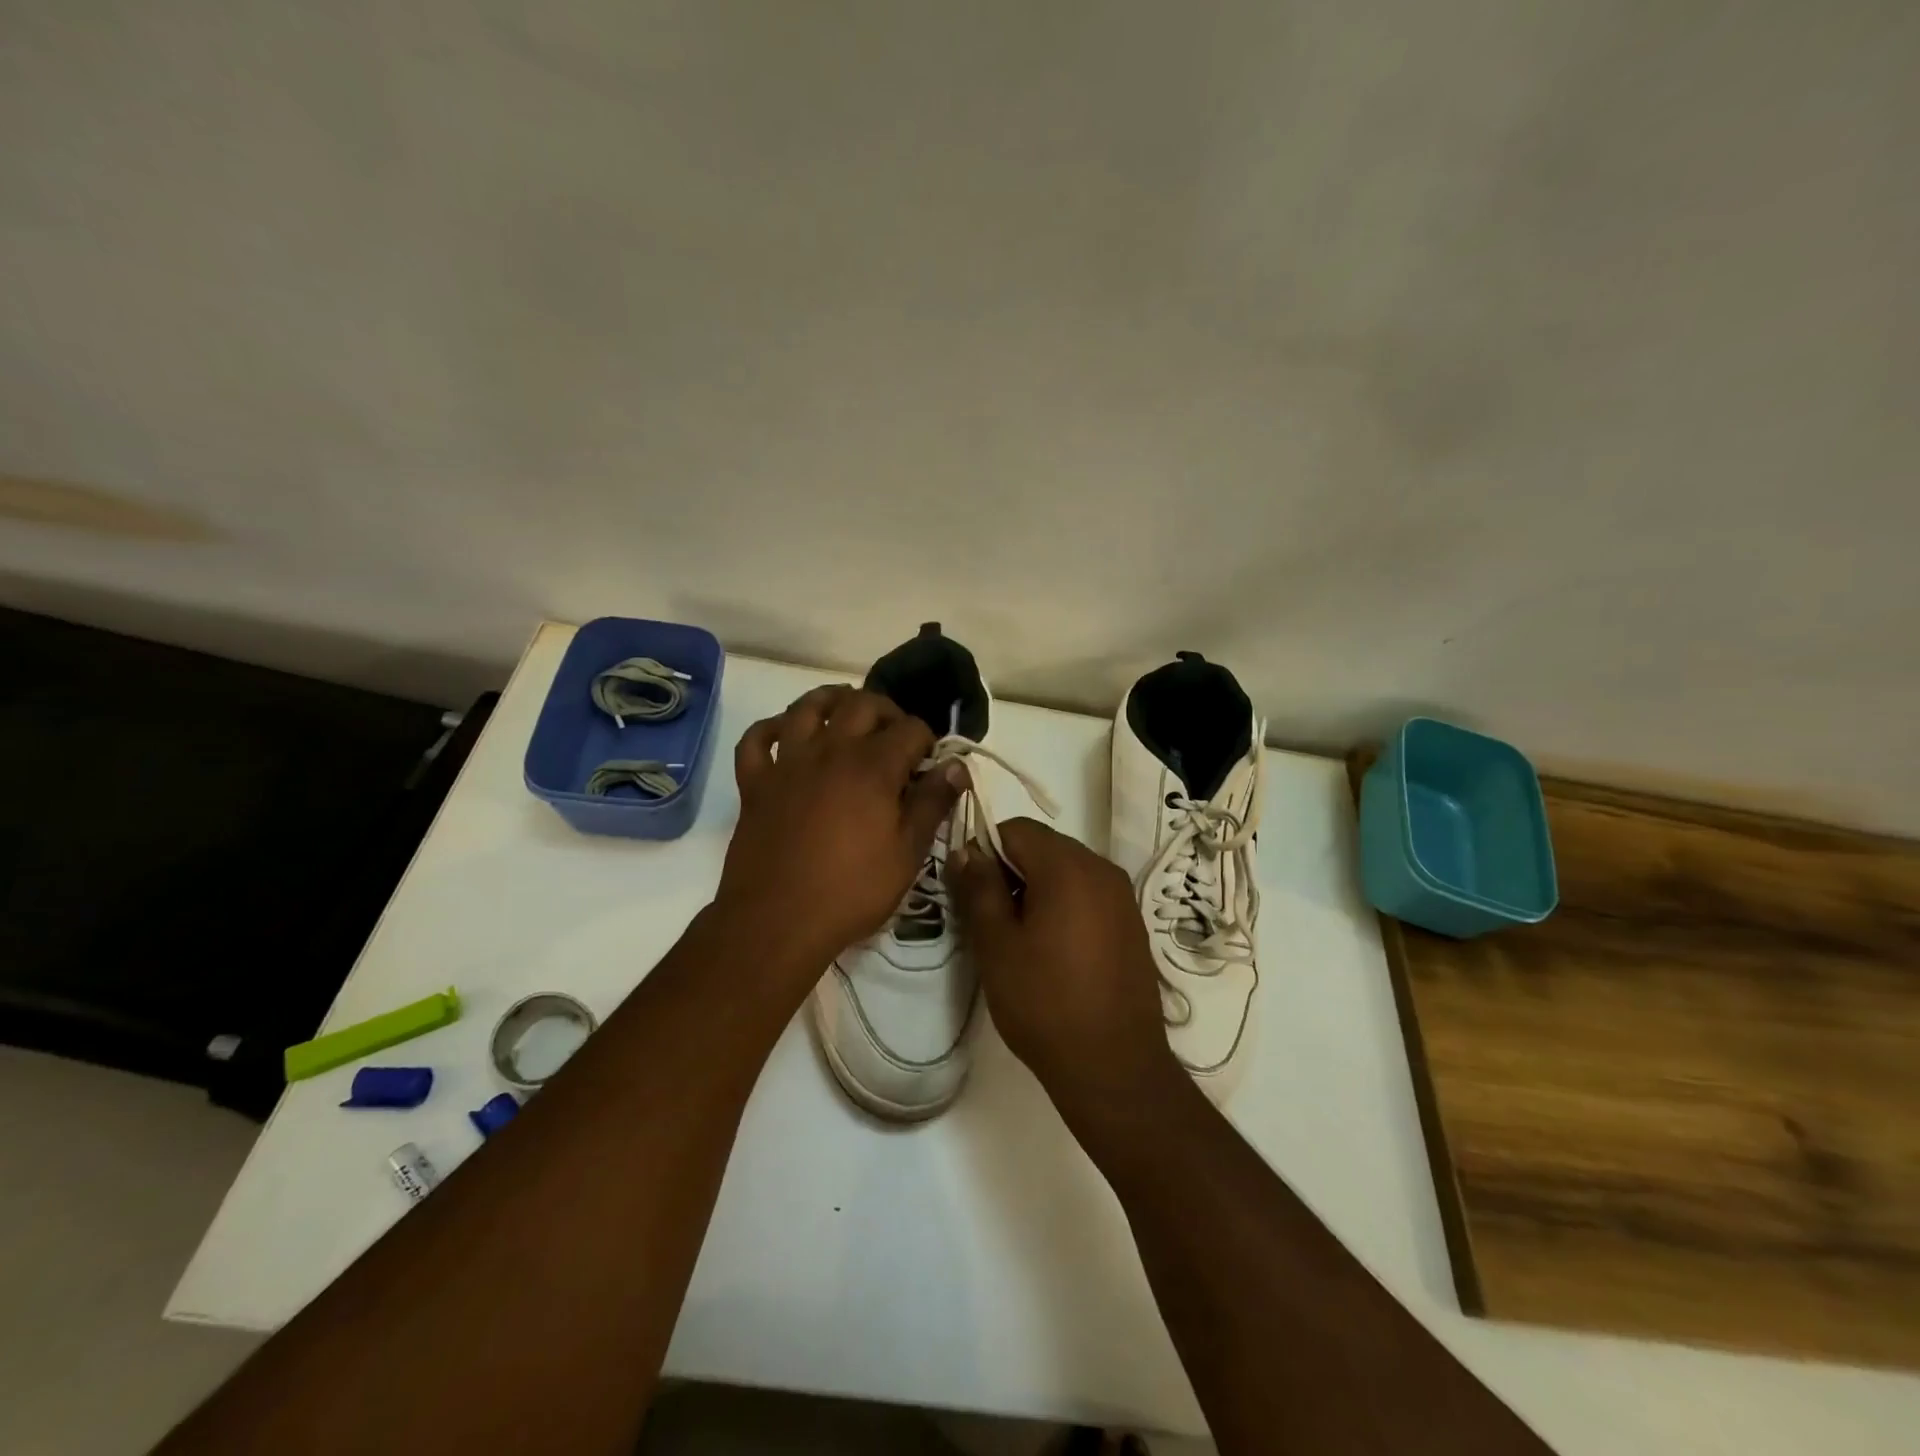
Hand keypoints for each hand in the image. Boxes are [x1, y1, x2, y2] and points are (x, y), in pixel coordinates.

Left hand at [717, 686, 962, 978]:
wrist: (777, 921)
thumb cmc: (852, 891)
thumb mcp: (908, 853)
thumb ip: (933, 803)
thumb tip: (956, 766)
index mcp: (873, 766)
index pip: (910, 728)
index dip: (927, 740)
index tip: (931, 762)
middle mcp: (830, 750)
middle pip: (861, 704)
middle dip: (886, 711)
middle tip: (895, 734)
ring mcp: (788, 763)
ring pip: (807, 707)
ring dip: (831, 700)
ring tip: (846, 713)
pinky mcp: (755, 782)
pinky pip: (757, 739)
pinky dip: (772, 728)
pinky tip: (787, 735)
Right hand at [946, 818, 1180, 1112]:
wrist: (1114, 1067)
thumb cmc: (1044, 1002)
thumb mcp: (996, 944)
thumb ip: (980, 888)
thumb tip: (967, 850)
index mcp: (1068, 867)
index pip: (1017, 829)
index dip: (986, 849)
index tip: (971, 889)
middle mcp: (1102, 869)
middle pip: (1044, 846)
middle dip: (1012, 870)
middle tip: (990, 917)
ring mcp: (1122, 897)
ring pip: (1066, 870)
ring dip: (1037, 888)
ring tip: (1019, 938)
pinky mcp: (1132, 923)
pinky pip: (1088, 894)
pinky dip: (1064, 905)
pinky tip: (1053, 950)